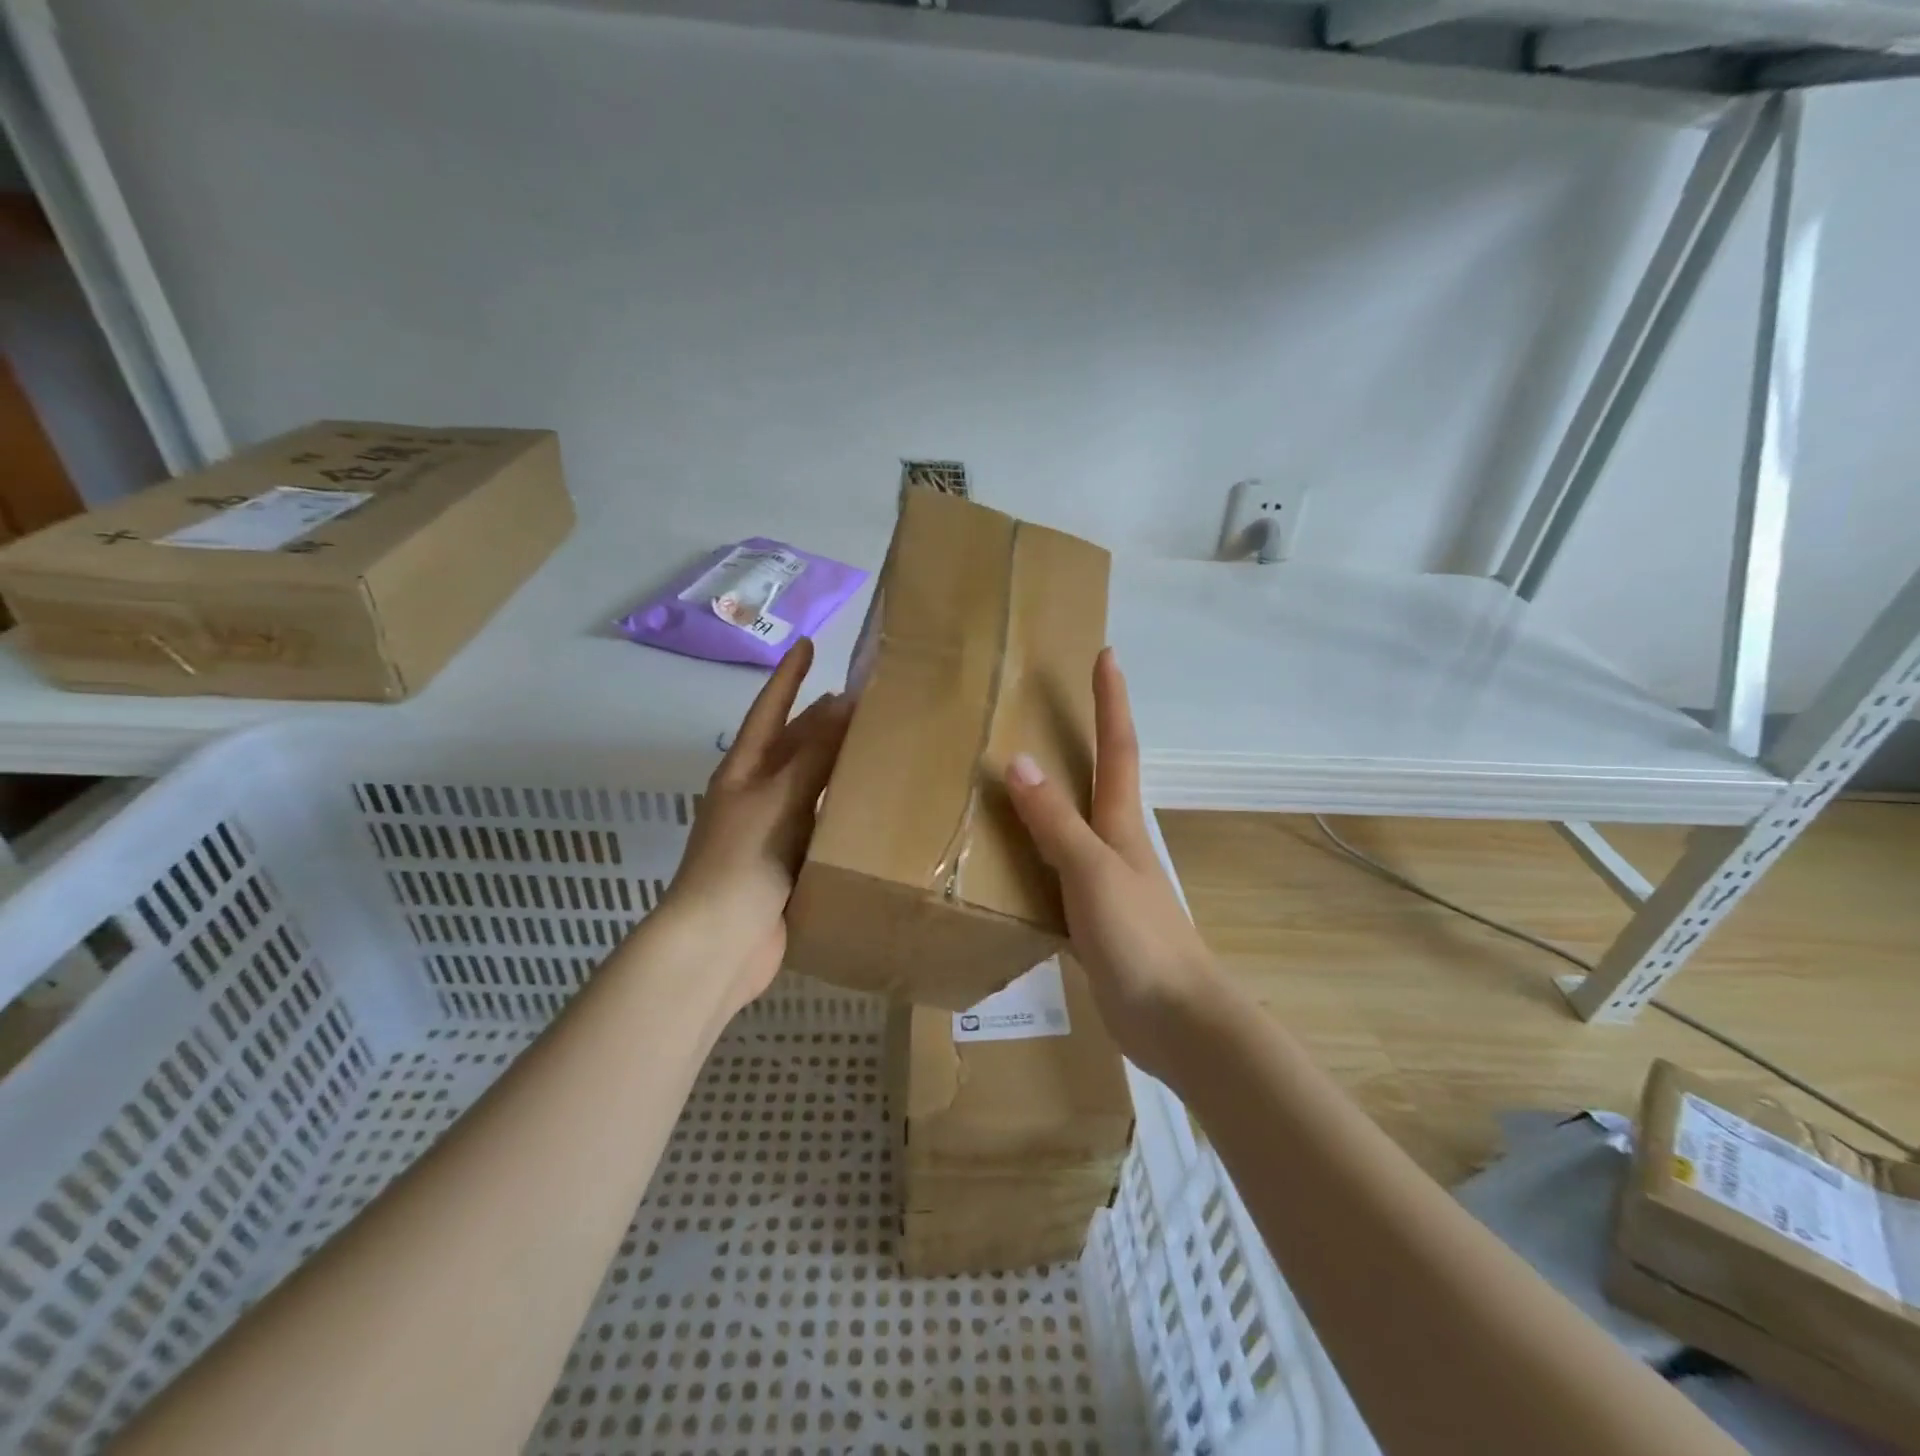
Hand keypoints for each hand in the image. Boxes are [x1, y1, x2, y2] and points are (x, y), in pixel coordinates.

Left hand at [661, 639, 852, 1014]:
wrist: (719, 944)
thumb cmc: (742, 860)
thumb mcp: (778, 797)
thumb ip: (814, 753)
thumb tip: (844, 702)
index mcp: (743, 772)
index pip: (769, 712)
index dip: (788, 678)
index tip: (807, 645)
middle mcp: (756, 796)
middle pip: (792, 748)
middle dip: (820, 721)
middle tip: (863, 700)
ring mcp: (771, 832)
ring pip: (810, 787)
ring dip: (836, 766)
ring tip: (876, 747)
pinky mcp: (788, 866)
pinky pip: (820, 826)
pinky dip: (843, 811)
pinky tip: (872, 809)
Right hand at [1003, 647, 1226, 1079]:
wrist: (1176, 1021)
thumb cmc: (1139, 938)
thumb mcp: (1091, 872)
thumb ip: (1054, 822)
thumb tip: (1018, 761)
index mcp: (1120, 824)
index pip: (1116, 748)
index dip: (1111, 701)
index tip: (1107, 655)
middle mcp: (1115, 844)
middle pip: (1099, 779)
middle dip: (1084, 737)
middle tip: (1047, 708)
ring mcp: (1106, 882)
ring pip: (1073, 826)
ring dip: (1052, 797)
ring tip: (1012, 777)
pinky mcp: (1093, 919)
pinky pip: (1056, 871)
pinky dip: (1035, 853)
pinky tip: (1009, 862)